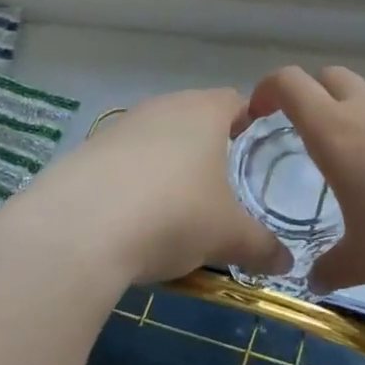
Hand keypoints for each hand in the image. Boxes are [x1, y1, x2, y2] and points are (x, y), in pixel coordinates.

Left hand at [26, 88, 288, 285]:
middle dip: (210, 144)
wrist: (76, 230)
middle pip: (194, 115)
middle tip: (224, 180)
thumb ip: (262, 246)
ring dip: (169, 163)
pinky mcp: (84, 152)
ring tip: (179, 203)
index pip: (235, 100)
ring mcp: (119, 127)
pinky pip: (122, 160)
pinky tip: (134, 217)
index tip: (258, 146)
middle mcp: (162, 108)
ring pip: (156, 137)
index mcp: (204, 112)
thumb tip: (287, 264)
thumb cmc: (173, 214)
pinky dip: (134, 181)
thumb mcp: (227, 236)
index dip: (250, 119)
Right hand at [234, 67, 364, 302]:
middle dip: (310, 97)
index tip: (259, 115)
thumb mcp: (364, 262)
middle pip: (330, 77)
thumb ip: (330, 268)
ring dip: (356, 121)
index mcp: (338, 133)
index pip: (290, 83)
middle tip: (308, 139)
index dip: (267, 90)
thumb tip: (314, 280)